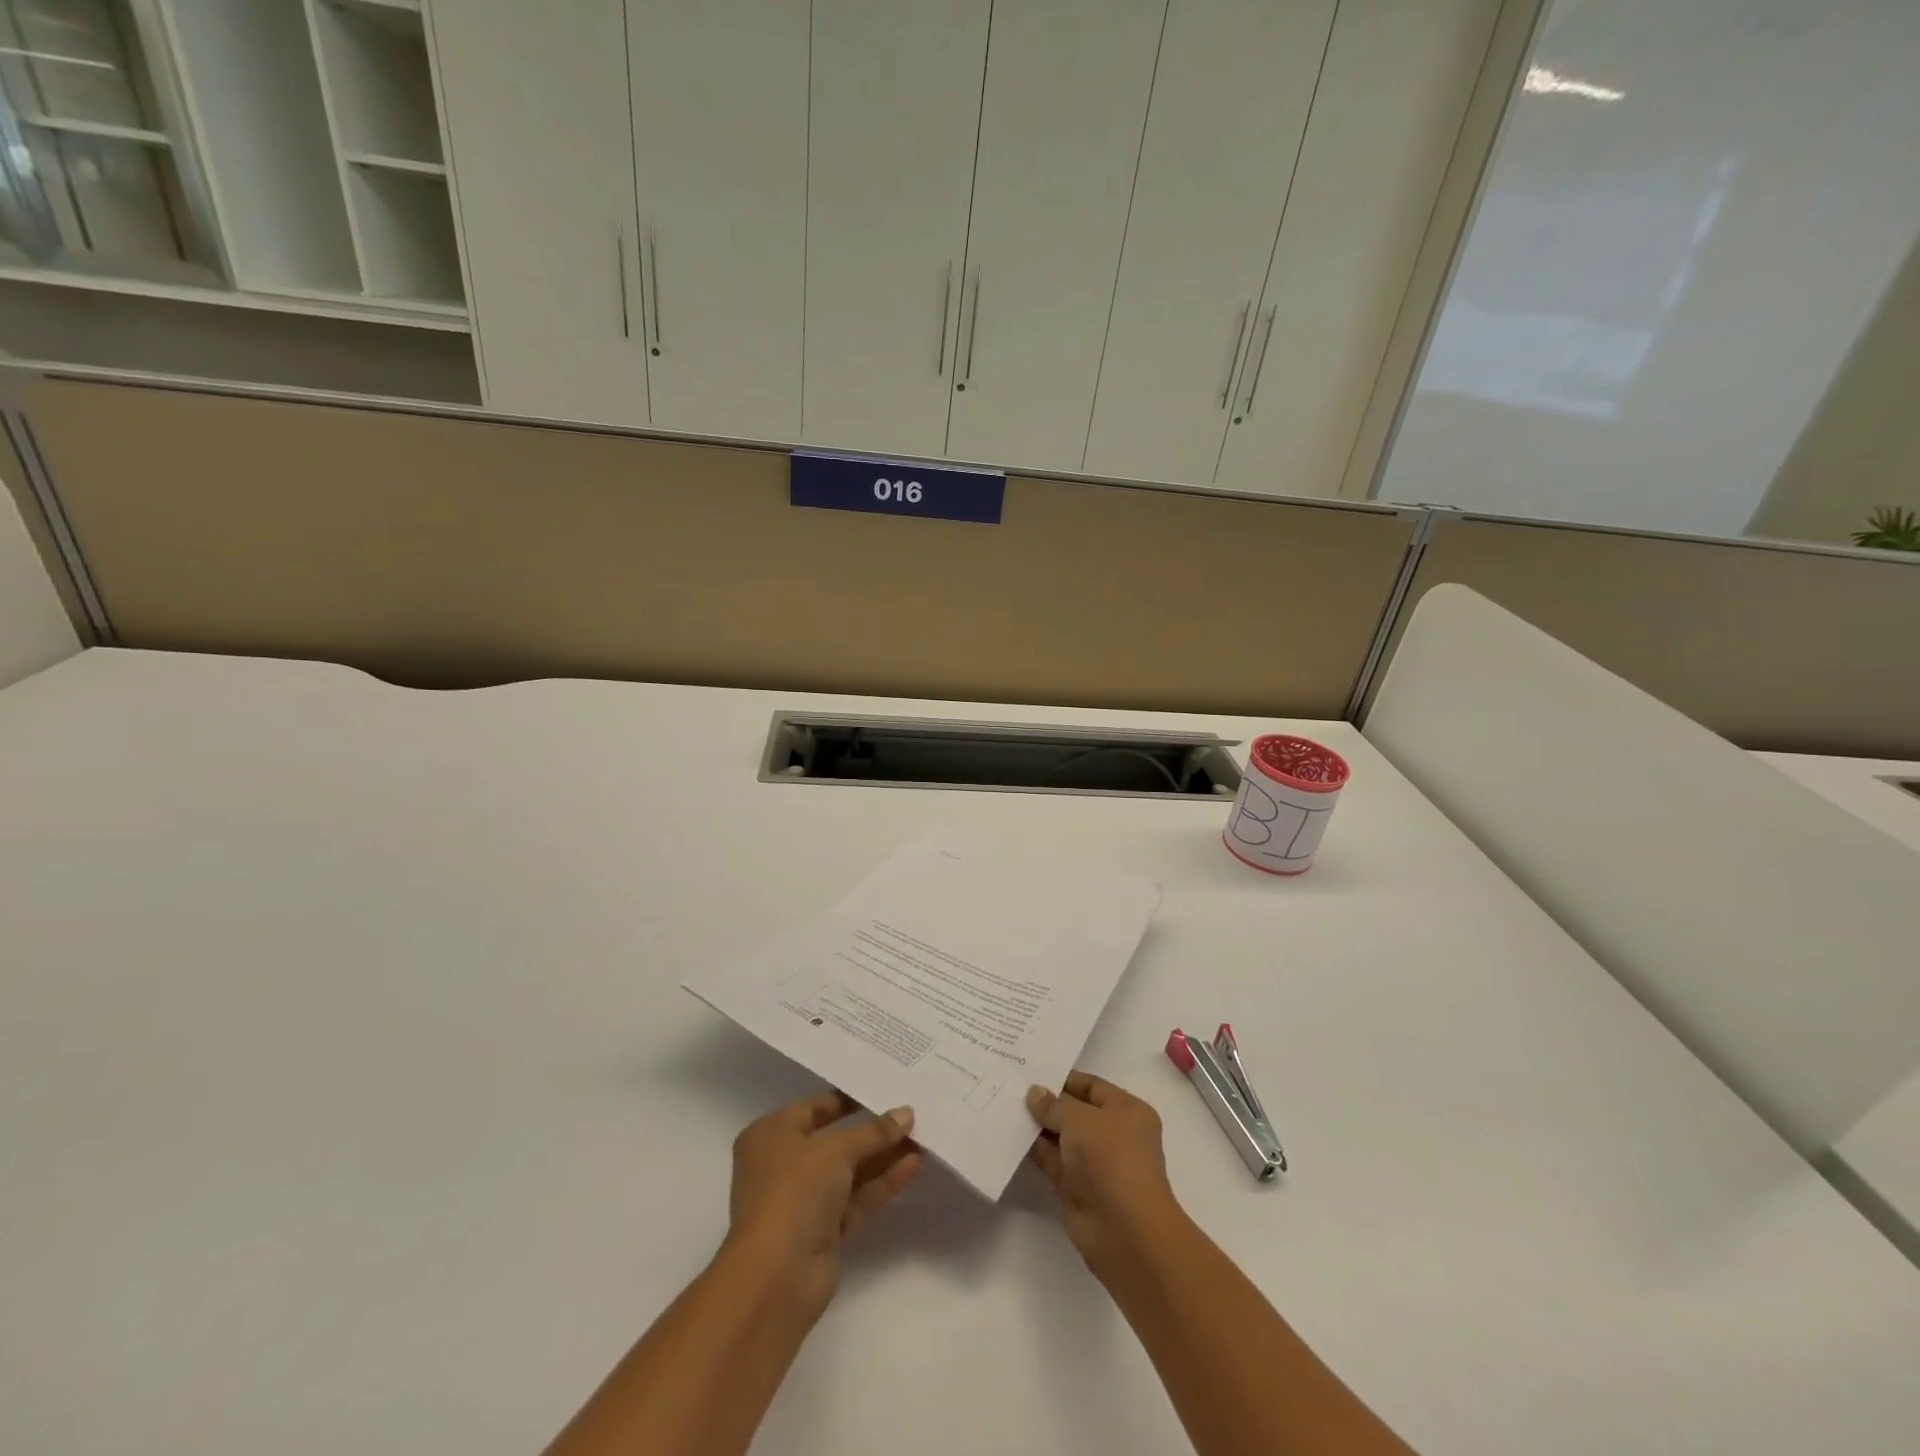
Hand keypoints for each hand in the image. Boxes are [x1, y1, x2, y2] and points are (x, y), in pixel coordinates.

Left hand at [723, 1091, 922, 1316]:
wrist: (776, 1277)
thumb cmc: (794, 1192)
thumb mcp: (836, 1150)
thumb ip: (873, 1132)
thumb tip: (906, 1114)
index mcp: (771, 1135)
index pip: (815, 1108)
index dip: (849, 1099)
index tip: (884, 1089)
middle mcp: (784, 1164)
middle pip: (835, 1140)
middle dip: (873, 1130)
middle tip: (910, 1114)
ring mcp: (804, 1200)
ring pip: (850, 1171)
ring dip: (883, 1156)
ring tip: (922, 1137)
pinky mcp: (824, 1231)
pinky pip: (857, 1197)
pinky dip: (882, 1182)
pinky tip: (914, 1165)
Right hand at [1027, 1072, 1182, 1280]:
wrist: (1124, 1230)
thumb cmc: (1110, 1158)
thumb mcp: (1080, 1119)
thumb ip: (1054, 1105)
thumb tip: (1034, 1093)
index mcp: (1127, 1111)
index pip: (1092, 1087)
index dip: (1064, 1078)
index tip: (1032, 1071)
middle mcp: (1113, 1134)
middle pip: (1075, 1112)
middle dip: (1047, 1102)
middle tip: (1011, 1085)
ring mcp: (1095, 1163)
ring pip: (1061, 1137)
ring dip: (1037, 1126)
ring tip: (1004, 1105)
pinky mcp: (1076, 1188)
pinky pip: (1051, 1161)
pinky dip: (1034, 1150)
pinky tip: (1010, 1134)